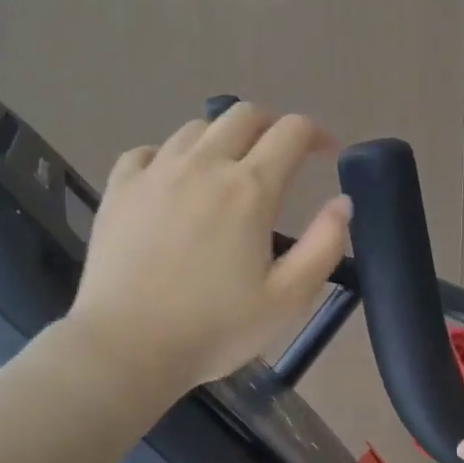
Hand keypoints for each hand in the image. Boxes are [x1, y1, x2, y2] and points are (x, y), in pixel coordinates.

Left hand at [66, 104, 351, 396]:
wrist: (125, 348)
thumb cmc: (214, 328)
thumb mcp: (288, 298)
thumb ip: (324, 245)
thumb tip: (342, 202)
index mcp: (250, 188)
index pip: (292, 131)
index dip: (317, 134)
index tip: (327, 153)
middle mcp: (205, 165)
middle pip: (244, 114)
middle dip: (272, 125)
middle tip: (281, 155)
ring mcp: (157, 172)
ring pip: (197, 128)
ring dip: (224, 138)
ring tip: (228, 169)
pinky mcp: (121, 187)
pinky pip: (150, 150)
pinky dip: (172, 156)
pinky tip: (174, 181)